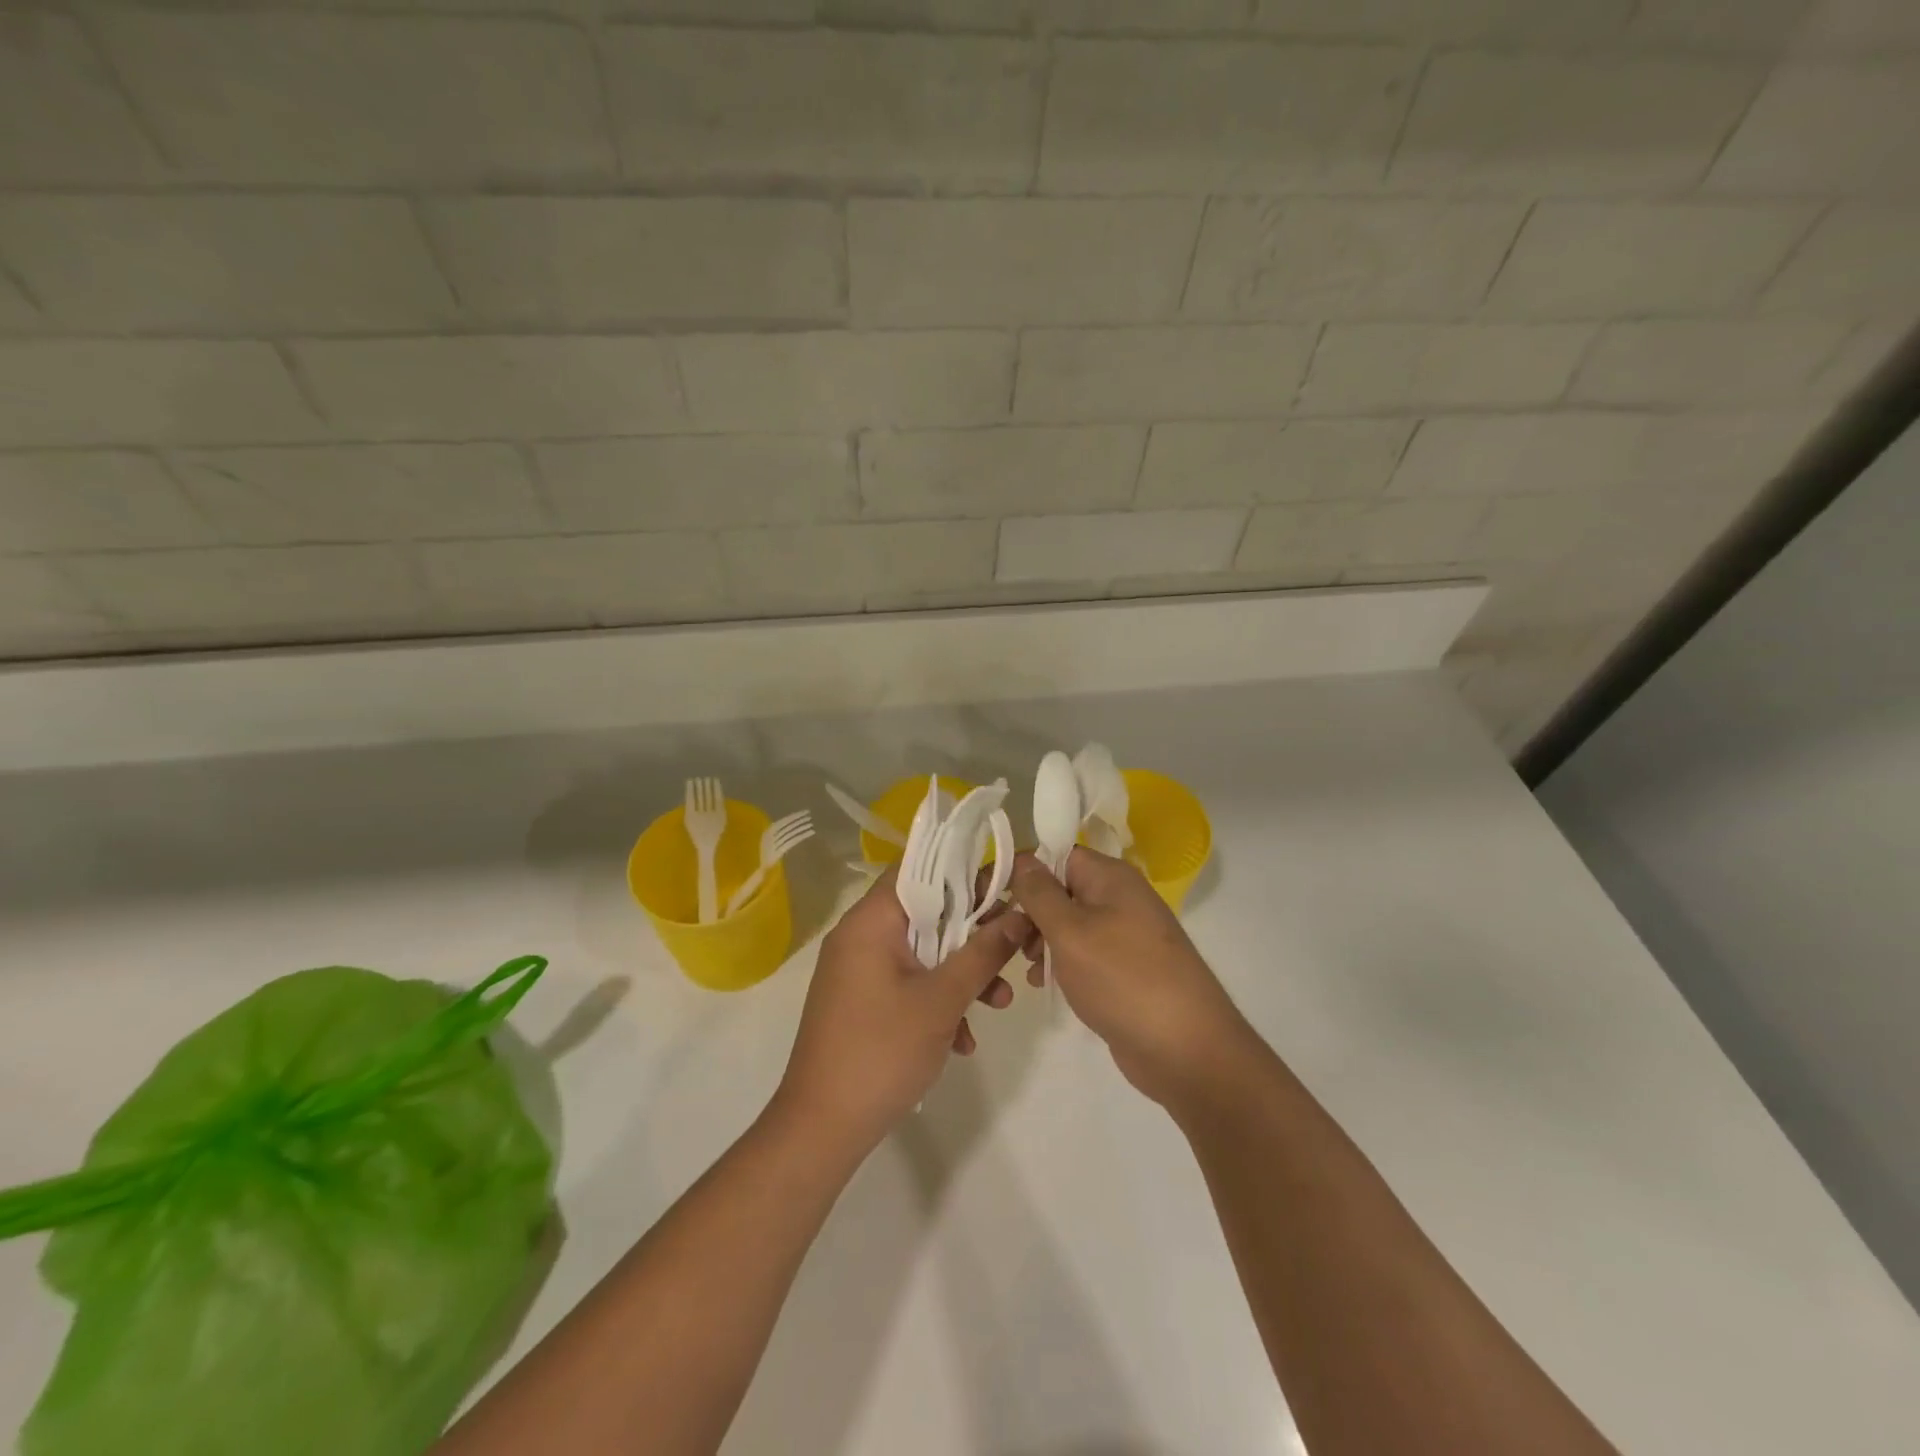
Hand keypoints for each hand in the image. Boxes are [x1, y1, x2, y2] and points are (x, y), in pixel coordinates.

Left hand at [774, 867, 1028, 1157]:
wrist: (822, 1128)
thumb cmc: (882, 1051)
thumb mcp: (942, 999)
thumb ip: (984, 952)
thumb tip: (1021, 914)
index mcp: (870, 921)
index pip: (918, 868)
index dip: (964, 871)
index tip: (1006, 886)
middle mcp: (861, 936)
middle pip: (927, 912)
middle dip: (974, 933)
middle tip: (1015, 947)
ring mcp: (860, 970)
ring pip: (923, 952)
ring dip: (963, 973)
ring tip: (1000, 1003)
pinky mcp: (863, 1001)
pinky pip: (909, 983)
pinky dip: (938, 1000)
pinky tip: (963, 1040)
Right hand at [1009, 849, 1253, 1107]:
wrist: (1186, 1050)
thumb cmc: (1123, 979)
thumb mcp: (1071, 931)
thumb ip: (1040, 892)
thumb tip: (1022, 858)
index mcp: (1110, 876)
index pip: (1055, 854)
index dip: (1020, 870)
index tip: (987, 896)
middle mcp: (1118, 897)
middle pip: (1059, 888)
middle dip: (1027, 911)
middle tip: (1002, 939)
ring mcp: (1123, 934)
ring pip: (1067, 923)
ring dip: (1040, 940)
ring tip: (1026, 967)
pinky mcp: (1123, 968)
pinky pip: (1082, 952)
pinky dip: (1059, 963)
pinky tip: (1042, 984)